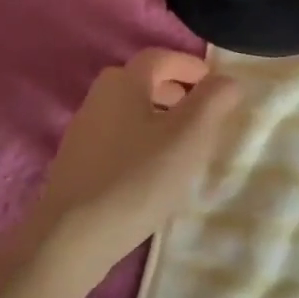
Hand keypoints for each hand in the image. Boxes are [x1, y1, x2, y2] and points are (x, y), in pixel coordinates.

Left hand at [32, 49, 242, 282]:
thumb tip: (227, 81)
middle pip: (140, 82)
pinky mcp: (77, 166)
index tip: (213, 82)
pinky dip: (140, 142)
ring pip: (128, 112)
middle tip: (200, 111)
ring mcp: (83, 134)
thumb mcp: (189, 136)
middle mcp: (98, 99)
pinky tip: (152, 172)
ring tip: (182, 145)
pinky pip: (116, 139)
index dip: (189, 65)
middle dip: (173, 90)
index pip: (159, 57)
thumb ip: (213, 101)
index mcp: (123, 83)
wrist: (71, 239)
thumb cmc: (137, 178)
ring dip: (157, 118)